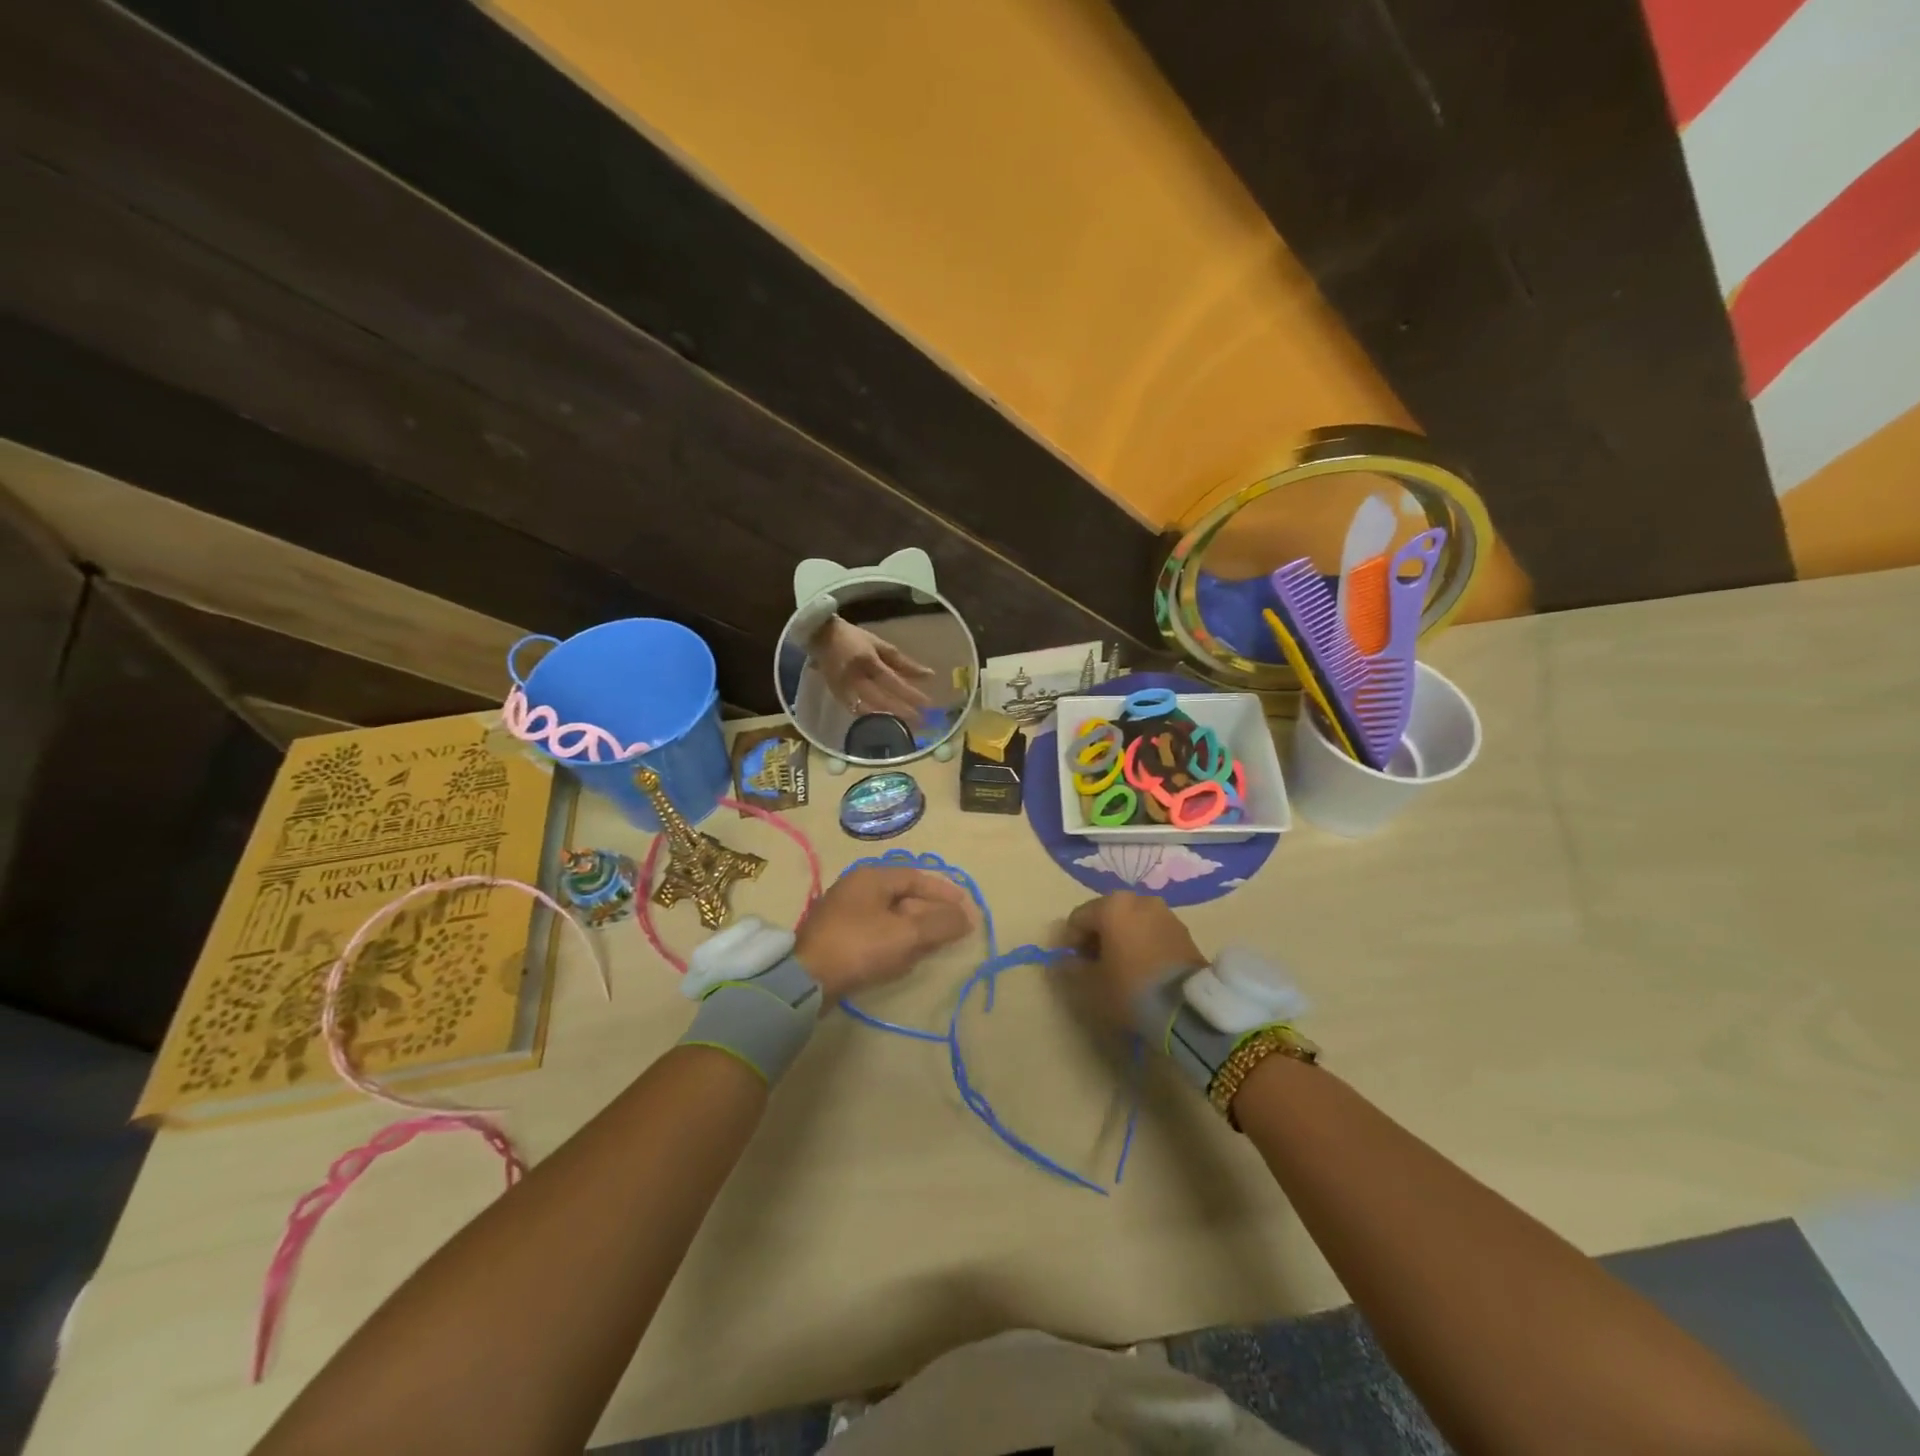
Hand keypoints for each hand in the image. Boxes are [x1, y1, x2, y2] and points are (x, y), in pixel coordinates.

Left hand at [795, 866, 973, 1000]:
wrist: (807, 980)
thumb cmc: (860, 946)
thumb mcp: (906, 934)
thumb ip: (940, 924)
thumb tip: (967, 917)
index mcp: (871, 877)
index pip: (916, 877)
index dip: (944, 892)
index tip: (965, 908)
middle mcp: (857, 888)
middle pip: (904, 896)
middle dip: (931, 913)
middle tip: (953, 931)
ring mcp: (845, 913)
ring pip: (891, 917)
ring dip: (915, 930)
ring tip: (934, 947)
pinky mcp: (838, 938)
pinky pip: (877, 933)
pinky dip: (896, 942)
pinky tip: (905, 959)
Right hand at [808, 618, 935, 720]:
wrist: (820, 637)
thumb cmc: (854, 638)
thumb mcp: (880, 645)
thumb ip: (903, 662)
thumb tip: (928, 675)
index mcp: (867, 660)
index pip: (892, 681)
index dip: (909, 694)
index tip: (927, 704)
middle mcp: (854, 677)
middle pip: (881, 699)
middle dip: (902, 711)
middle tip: (922, 721)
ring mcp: (843, 688)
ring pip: (868, 709)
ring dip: (888, 718)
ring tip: (907, 724)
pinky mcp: (836, 696)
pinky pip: (856, 711)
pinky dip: (872, 717)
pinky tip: (885, 721)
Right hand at [1061, 891, 1205, 1031]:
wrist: (1188, 1007)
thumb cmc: (1131, 989)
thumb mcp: (1092, 984)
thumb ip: (1072, 969)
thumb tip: (1064, 962)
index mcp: (1112, 906)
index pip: (1078, 918)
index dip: (1070, 942)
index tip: (1074, 966)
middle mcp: (1138, 900)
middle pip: (1105, 915)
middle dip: (1096, 937)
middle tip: (1096, 966)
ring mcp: (1164, 912)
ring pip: (1130, 921)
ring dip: (1120, 939)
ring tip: (1121, 968)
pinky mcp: (1182, 929)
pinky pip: (1151, 930)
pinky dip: (1141, 942)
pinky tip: (1142, 968)